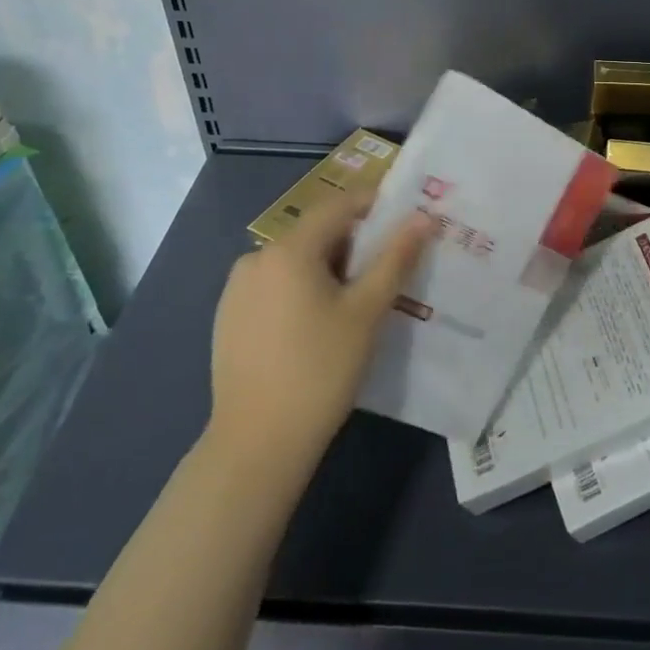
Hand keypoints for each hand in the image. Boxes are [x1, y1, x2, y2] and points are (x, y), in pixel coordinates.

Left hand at [209, 193, 435, 480]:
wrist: (256, 444)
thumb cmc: (320, 371)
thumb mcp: (366, 312)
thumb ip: (395, 259)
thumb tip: (422, 218)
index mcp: (289, 249)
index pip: (338, 205)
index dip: (374, 205)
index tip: (404, 221)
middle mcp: (256, 257)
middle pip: (315, 234)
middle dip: (354, 245)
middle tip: (386, 273)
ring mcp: (236, 289)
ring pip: (294, 262)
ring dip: (327, 270)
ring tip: (356, 305)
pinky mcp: (227, 318)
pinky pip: (274, 287)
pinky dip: (301, 291)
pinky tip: (316, 328)